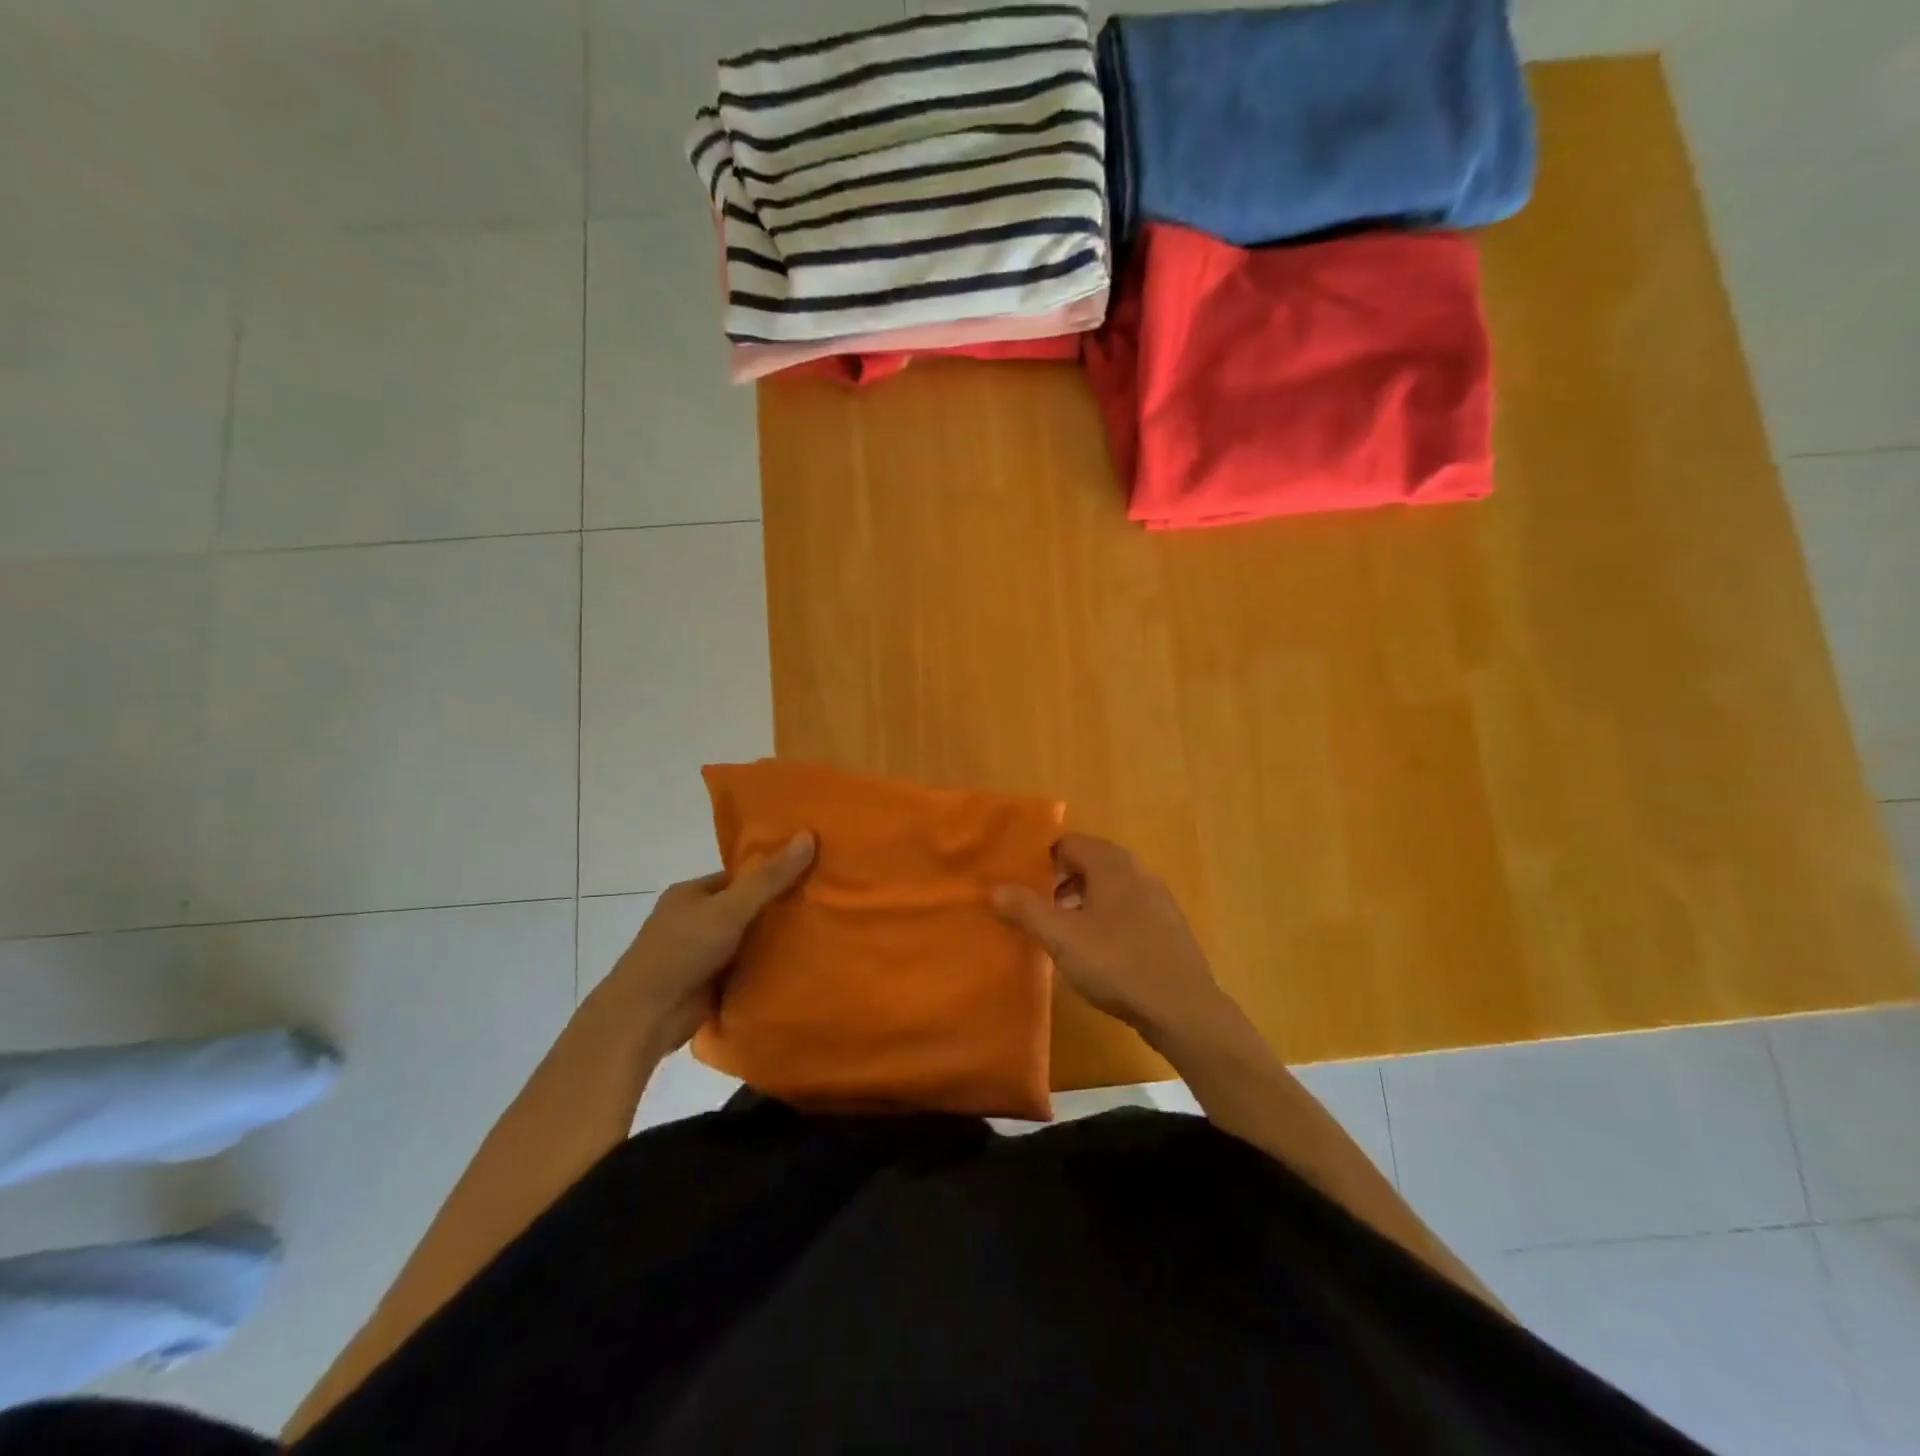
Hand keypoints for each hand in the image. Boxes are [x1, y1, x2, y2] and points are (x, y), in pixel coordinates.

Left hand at [604, 831, 814, 1053]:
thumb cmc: (683, 950)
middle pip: (746, 909)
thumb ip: (769, 878)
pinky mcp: (710, 985)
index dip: (773, 874)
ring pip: (748, 941)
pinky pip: (746, 969)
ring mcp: (701, 955)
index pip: (740, 877)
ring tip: (825, 933)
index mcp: (691, 894)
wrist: (646, 1016)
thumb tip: (808, 835)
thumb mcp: (730, 908)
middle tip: (824, 905)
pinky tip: (803, 965)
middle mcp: (695, 920)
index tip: (811, 875)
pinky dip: (768, 969)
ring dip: (775, 943)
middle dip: (779, 910)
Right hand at [991, 834, 1227, 1046]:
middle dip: (1059, 881)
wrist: (1183, 1008)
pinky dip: (1106, 918)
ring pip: (1109, 886)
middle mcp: (1136, 870)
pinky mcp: (1168, 924)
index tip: (1020, 884)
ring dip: (1082, 901)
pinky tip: (1098, 951)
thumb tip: (995, 888)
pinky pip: (1127, 907)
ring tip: (1062, 932)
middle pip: (1088, 862)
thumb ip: (1026, 910)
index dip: (1040, 860)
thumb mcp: (1062, 938)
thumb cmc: (1117, 963)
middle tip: (1036, 909)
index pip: (1067, 842)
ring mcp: (1157, 897)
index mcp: (1110, 863)